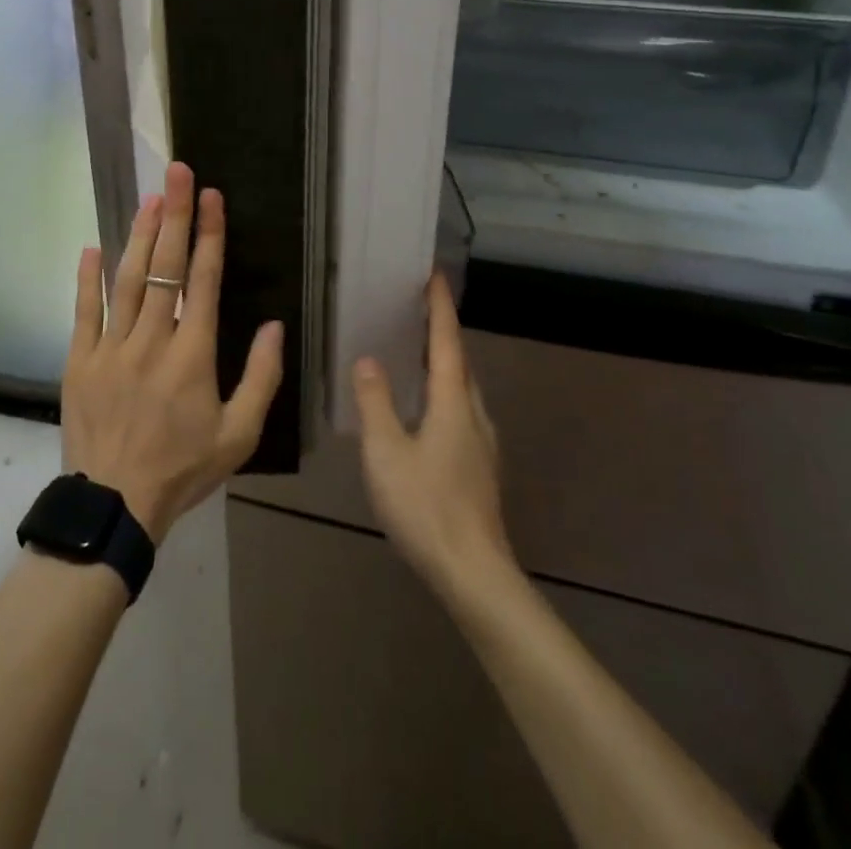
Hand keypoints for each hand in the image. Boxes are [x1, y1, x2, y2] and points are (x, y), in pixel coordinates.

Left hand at [61, 161, 283, 542]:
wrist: (114, 506)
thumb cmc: (183, 469)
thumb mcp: (239, 434)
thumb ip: (262, 378)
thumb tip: (275, 326)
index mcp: (193, 355)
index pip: (203, 281)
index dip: (209, 235)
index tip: (212, 197)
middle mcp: (152, 341)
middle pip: (165, 267)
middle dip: (174, 216)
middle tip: (178, 173)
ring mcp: (111, 348)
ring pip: (127, 280)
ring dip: (138, 236)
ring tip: (149, 197)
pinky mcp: (80, 361)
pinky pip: (84, 312)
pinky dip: (88, 278)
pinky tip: (93, 247)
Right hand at [353, 272, 514, 602]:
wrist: (473, 574)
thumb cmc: (426, 507)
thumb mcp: (386, 453)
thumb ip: (375, 402)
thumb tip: (368, 360)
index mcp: (453, 404)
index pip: (447, 342)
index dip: (439, 308)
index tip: (434, 276)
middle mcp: (474, 415)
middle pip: (460, 362)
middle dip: (442, 332)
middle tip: (418, 309)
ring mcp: (482, 444)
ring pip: (463, 389)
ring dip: (444, 363)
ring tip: (418, 351)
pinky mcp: (480, 467)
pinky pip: (462, 411)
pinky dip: (445, 392)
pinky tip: (426, 409)